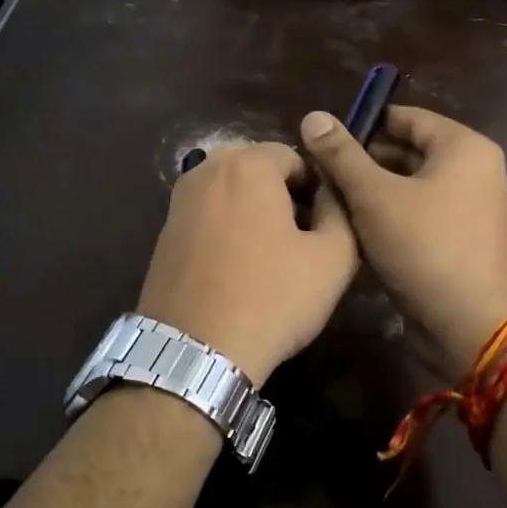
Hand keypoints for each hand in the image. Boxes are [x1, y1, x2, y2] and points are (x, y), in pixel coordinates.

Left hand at [135, 142, 359, 387]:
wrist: (196, 350)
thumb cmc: (272, 298)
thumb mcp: (333, 258)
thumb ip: (342, 211)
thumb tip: (332, 193)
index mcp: (248, 164)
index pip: (295, 156)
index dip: (317, 187)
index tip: (324, 224)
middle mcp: (207, 170)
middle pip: (258, 168)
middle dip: (282, 193)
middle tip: (300, 237)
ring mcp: (179, 201)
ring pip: (230, 191)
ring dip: (253, 210)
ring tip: (270, 254)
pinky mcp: (164, 232)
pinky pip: (207, 214)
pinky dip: (226, 227)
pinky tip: (237, 267)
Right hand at [301, 106, 506, 381]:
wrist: (470, 327)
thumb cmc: (425, 248)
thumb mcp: (374, 197)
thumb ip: (342, 156)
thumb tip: (314, 117)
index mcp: (464, 147)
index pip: (405, 117)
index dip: (362, 125)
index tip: (322, 140)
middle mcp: (474, 171)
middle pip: (407, 152)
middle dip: (363, 163)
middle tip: (318, 174)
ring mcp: (470, 208)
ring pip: (409, 187)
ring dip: (371, 194)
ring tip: (328, 202)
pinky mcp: (460, 240)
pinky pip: (419, 215)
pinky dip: (389, 218)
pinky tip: (353, 231)